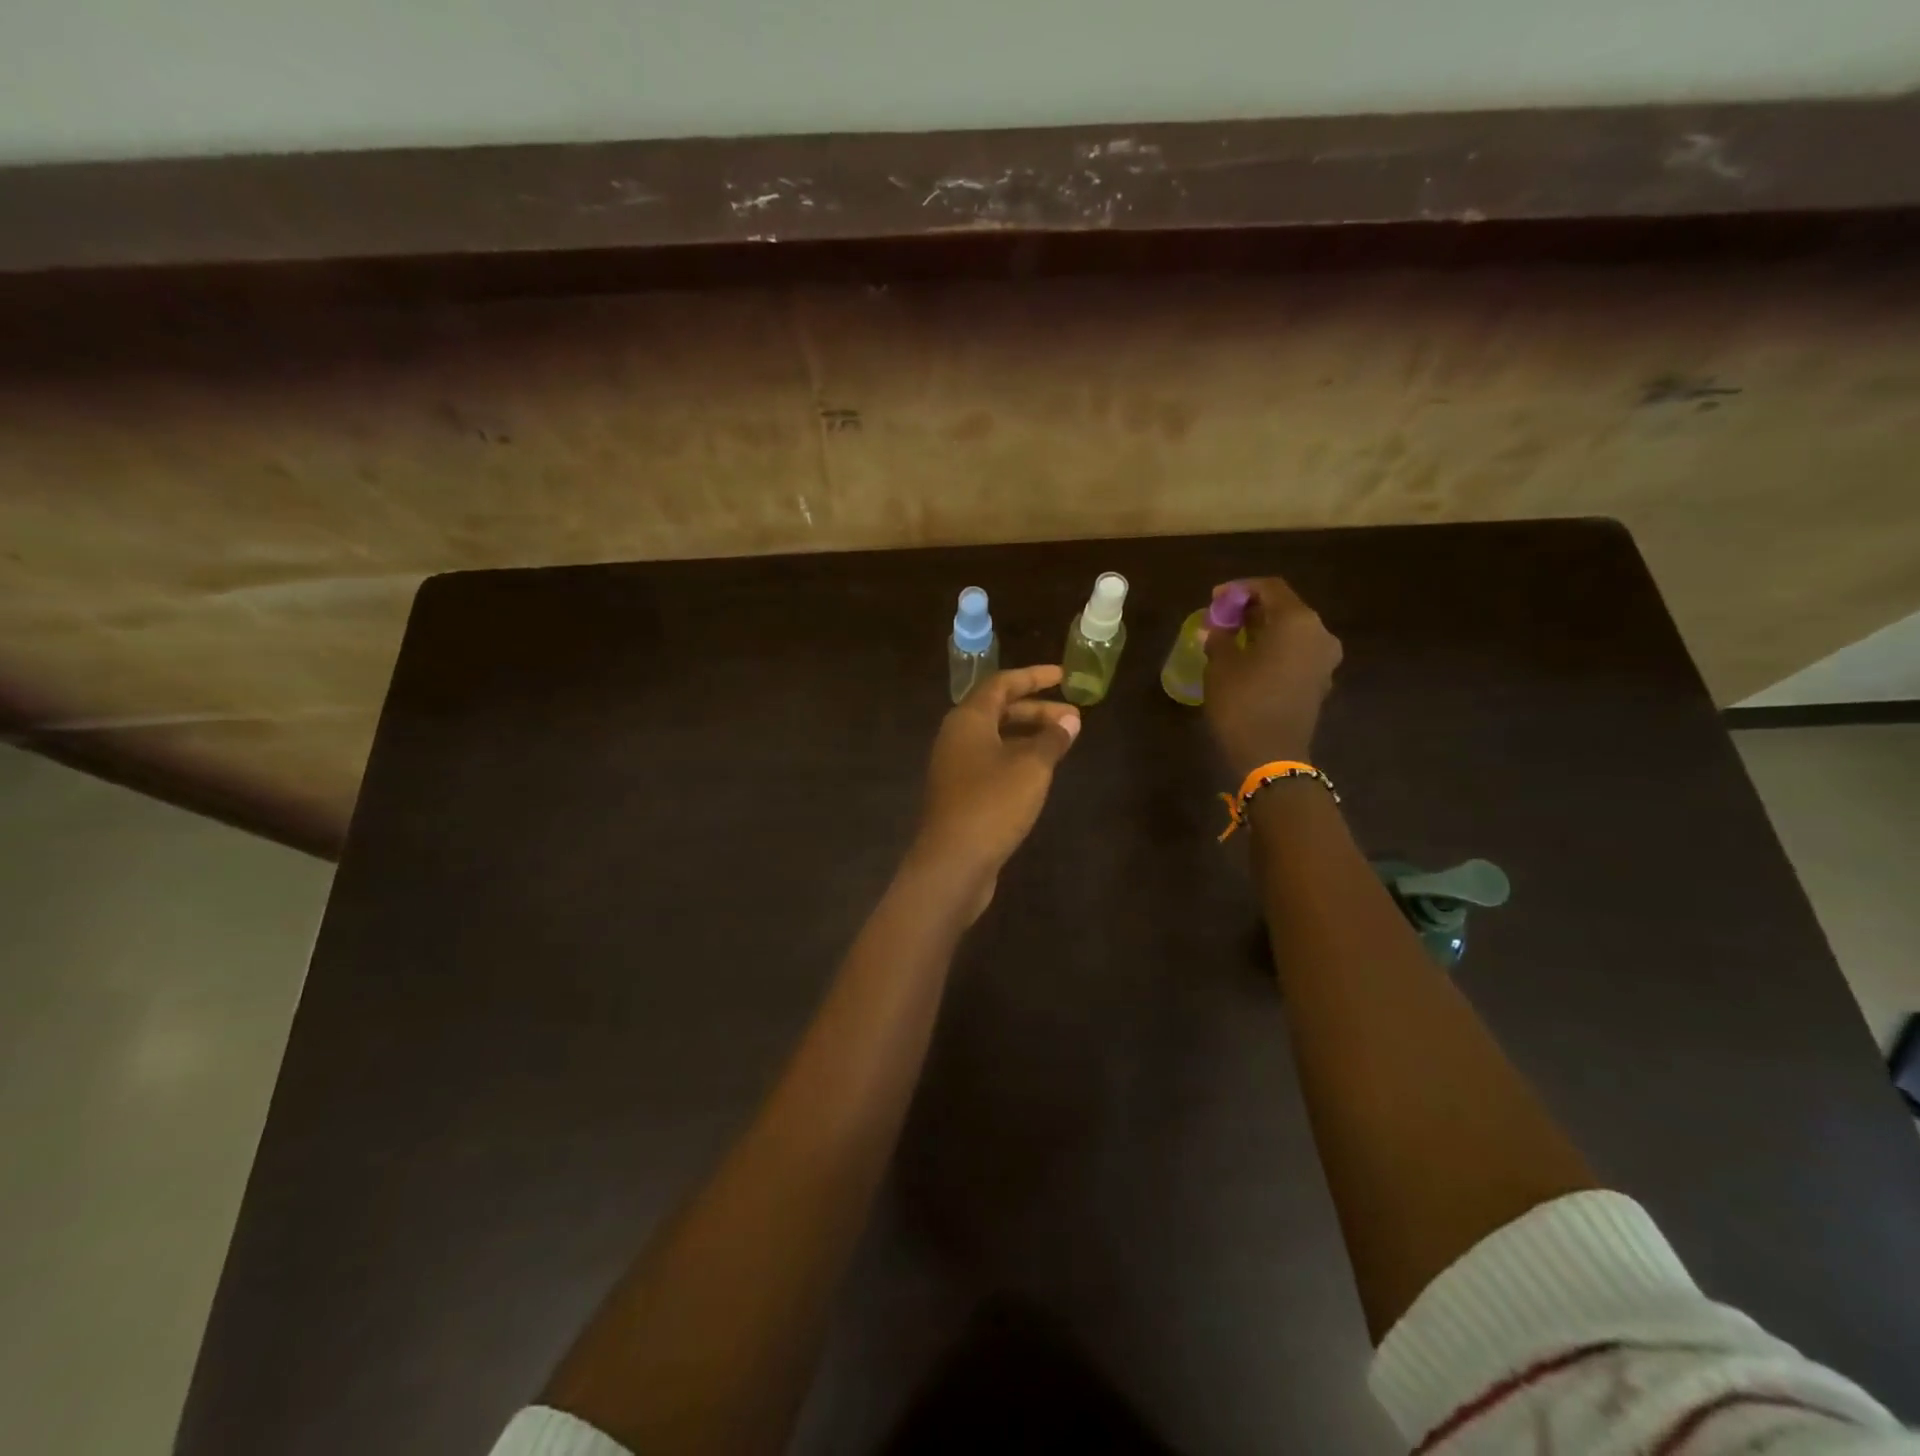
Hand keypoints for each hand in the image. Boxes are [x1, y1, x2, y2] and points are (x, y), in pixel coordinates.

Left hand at [910, 665, 1080, 909]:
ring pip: (996, 739)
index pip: (1001, 684)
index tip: (1063, 676)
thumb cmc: (992, 805)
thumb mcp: (1031, 768)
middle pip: (998, 711)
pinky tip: (1039, 772)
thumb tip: (1069, 719)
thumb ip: (1052, 739)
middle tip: (1073, 717)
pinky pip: (992, 762)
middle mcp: (956, 737)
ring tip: (1063, 742)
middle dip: (1037, 710)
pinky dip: (1017, 758)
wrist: (952, 862)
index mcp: (968, 720)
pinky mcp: (960, 794)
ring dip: (1029, 736)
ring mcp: (955, 767)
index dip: (1033, 677)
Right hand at [1203, 577, 1342, 776]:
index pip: (1270, 588)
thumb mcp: (1221, 665)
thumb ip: (1220, 637)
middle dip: (1253, 609)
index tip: (1215, 598)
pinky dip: (1275, 649)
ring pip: (1292, 632)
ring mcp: (1324, 659)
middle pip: (1285, 608)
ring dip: (1264, 630)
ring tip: (1233, 639)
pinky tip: (1251, 660)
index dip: (1240, 589)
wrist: (1271, 755)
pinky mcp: (1320, 681)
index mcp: (1297, 621)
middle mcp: (1319, 633)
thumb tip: (1216, 627)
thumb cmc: (1243, 702)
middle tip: (1223, 618)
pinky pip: (1297, 653)